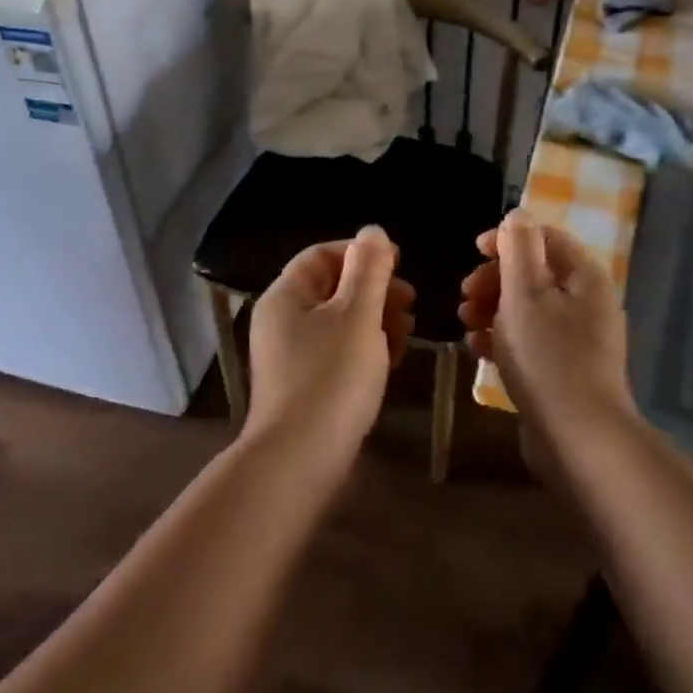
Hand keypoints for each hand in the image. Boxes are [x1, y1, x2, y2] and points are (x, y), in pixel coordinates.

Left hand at [246, 226, 414, 464]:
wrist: (300, 461)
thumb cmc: (331, 378)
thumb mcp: (357, 316)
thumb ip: (369, 270)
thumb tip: (373, 230)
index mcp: (286, 296)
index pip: (322, 255)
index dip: (361, 253)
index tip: (399, 263)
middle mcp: (282, 321)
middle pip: (333, 288)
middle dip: (375, 289)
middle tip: (410, 301)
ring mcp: (291, 356)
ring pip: (339, 321)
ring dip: (375, 319)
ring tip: (406, 332)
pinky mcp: (305, 385)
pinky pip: (337, 352)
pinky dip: (365, 348)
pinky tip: (391, 360)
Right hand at [458, 213, 634, 443]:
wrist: (579, 439)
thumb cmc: (548, 358)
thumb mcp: (525, 294)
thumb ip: (518, 249)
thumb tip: (518, 214)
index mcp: (584, 277)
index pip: (545, 237)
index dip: (507, 238)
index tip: (474, 251)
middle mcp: (587, 302)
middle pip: (533, 273)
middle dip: (494, 279)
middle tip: (465, 296)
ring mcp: (578, 338)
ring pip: (527, 308)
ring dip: (493, 309)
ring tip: (466, 324)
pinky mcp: (565, 368)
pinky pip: (530, 339)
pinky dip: (503, 338)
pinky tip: (478, 350)